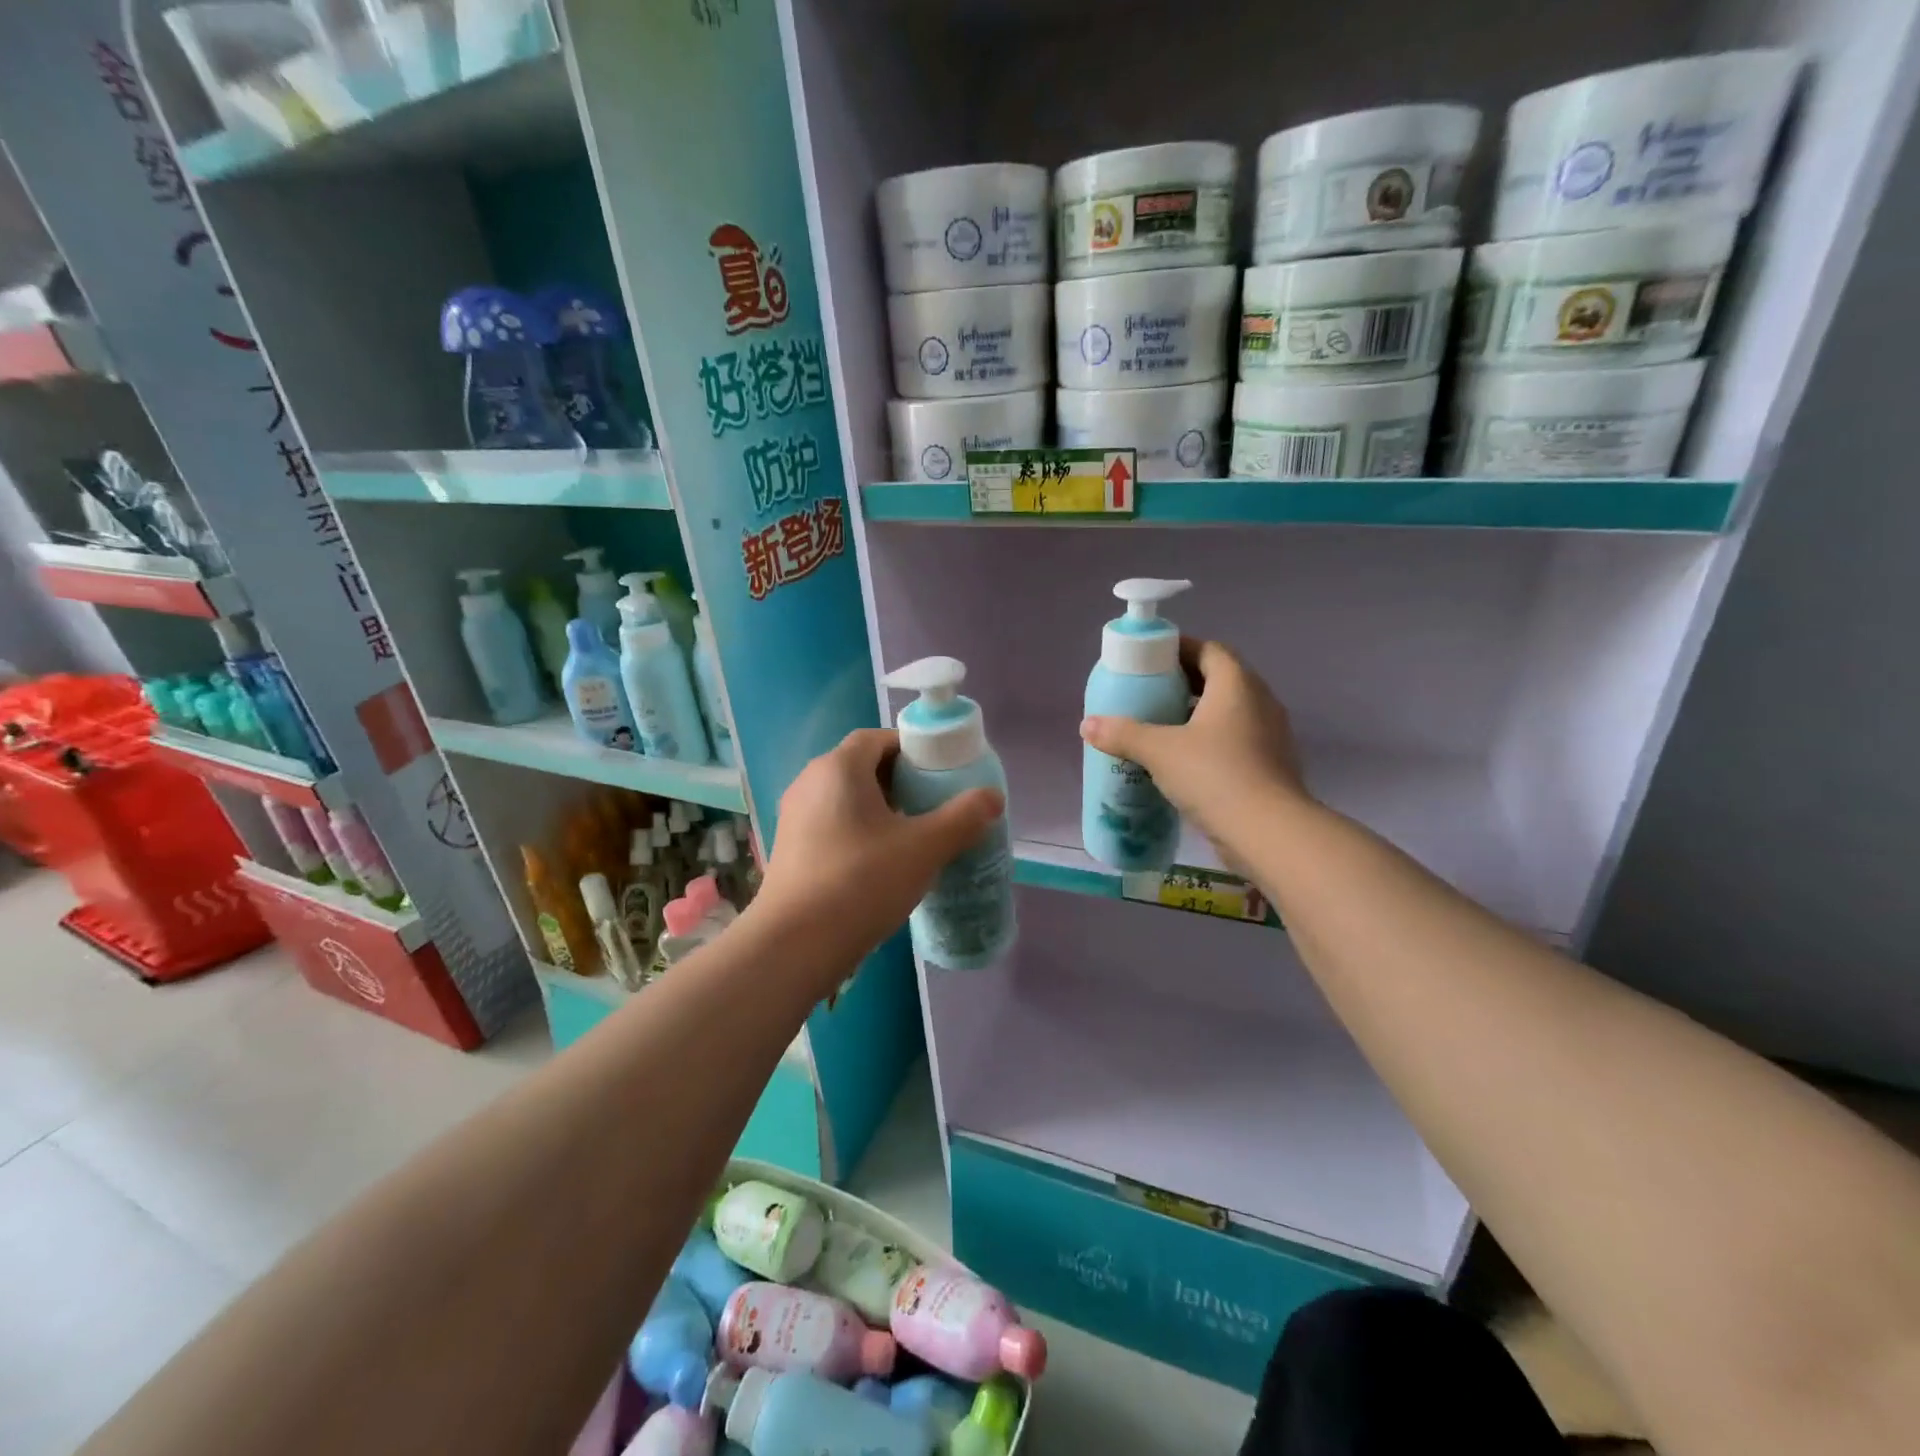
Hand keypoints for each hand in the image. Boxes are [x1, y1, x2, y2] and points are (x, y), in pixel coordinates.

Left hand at [750, 728, 1003, 977]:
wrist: (794, 944)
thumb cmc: (861, 882)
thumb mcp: (924, 848)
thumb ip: (963, 817)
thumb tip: (993, 797)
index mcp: (838, 768)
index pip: (878, 738)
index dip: (911, 750)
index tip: (939, 774)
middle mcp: (810, 781)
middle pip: (861, 765)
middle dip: (899, 780)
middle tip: (931, 805)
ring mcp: (793, 816)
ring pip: (845, 797)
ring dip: (878, 808)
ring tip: (910, 836)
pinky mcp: (788, 848)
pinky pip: (830, 823)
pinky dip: (857, 830)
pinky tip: (878, 863)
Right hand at [1080, 638, 1305, 849]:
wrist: (1268, 833)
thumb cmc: (1214, 775)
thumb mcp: (1159, 751)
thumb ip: (1123, 734)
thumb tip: (1087, 725)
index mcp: (1236, 685)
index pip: (1209, 650)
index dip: (1179, 650)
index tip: (1149, 661)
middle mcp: (1259, 702)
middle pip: (1219, 680)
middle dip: (1183, 684)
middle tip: (1148, 695)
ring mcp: (1270, 736)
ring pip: (1228, 714)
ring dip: (1197, 716)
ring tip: (1160, 729)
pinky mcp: (1270, 767)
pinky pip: (1235, 742)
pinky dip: (1210, 744)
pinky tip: (1183, 764)